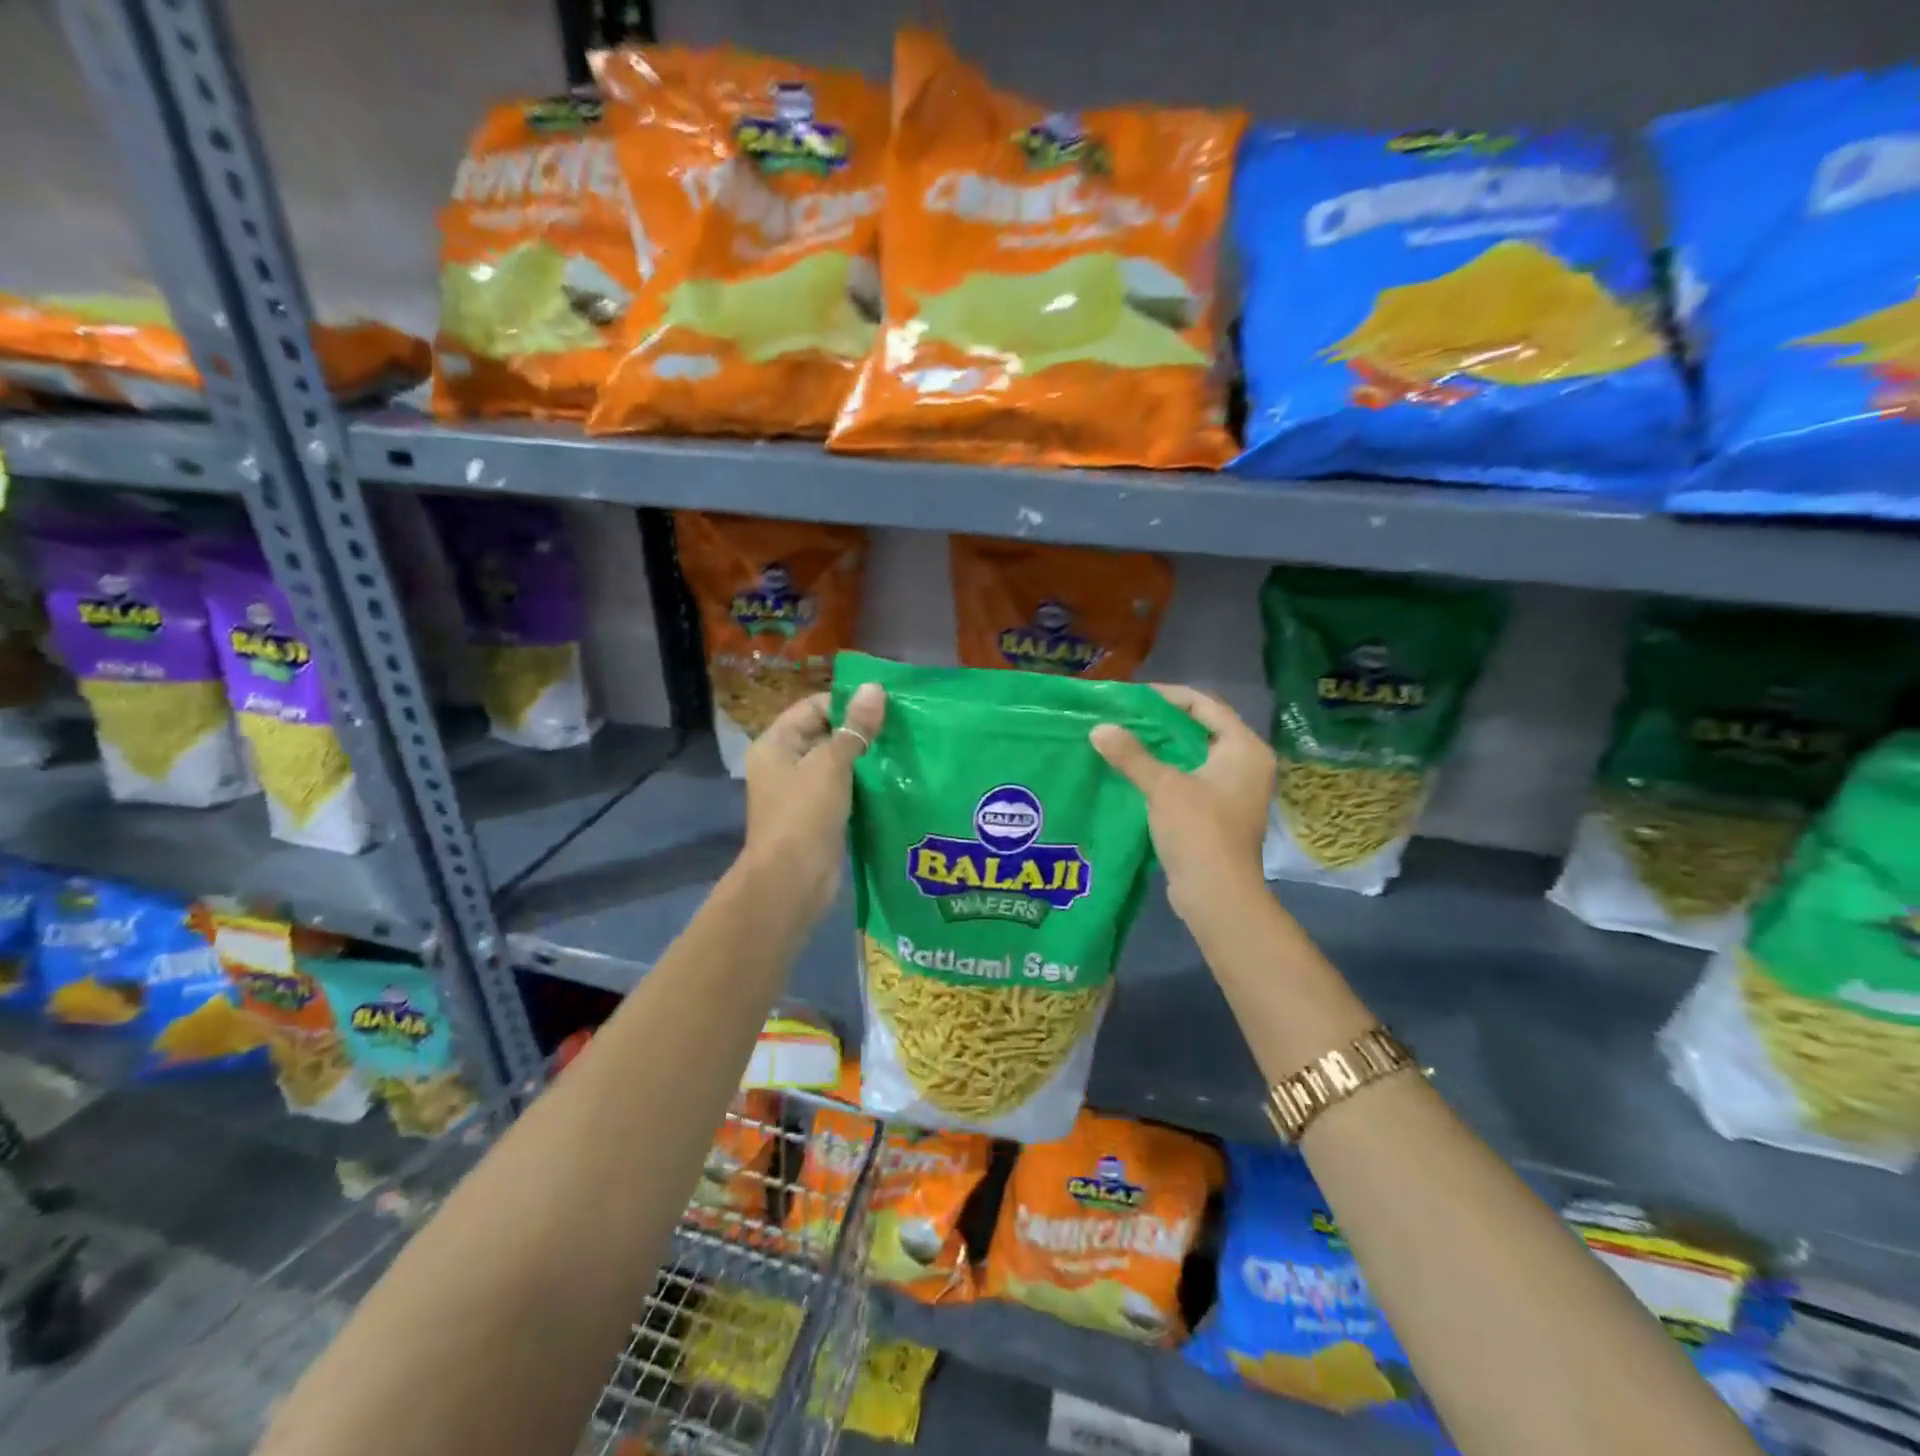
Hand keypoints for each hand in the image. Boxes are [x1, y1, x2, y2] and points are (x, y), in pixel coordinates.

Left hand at [740, 683, 884, 920]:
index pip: (813, 707)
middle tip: (902, 726)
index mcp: (776, 744)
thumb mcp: (831, 765)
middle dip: (861, 730)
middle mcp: (784, 763)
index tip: (886, 704)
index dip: (847, 703)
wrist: (792, 882)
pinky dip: (864, 784)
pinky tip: (893, 780)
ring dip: (866, 758)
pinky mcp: (818, 816)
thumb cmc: (804, 815)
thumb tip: (874, 688)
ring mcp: (801, 792)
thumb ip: (854, 728)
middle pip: (826, 734)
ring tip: (903, 749)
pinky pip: (844, 789)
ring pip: (837, 764)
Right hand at [1091, 685, 1273, 924]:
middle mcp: (1247, 764)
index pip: (1206, 705)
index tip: (1133, 697)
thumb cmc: (1199, 830)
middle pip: (1202, 729)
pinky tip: (1137, 772)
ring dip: (1163, 748)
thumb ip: (1131, 755)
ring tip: (1125, 739)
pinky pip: (1191, 779)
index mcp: (1244, 748)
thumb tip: (1099, 728)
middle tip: (1125, 716)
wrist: (1217, 894)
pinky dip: (1167, 772)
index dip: (1169, 697)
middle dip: (1163, 722)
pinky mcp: (1220, 813)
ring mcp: (1235, 791)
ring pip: (1195, 756)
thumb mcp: (1163, 786)